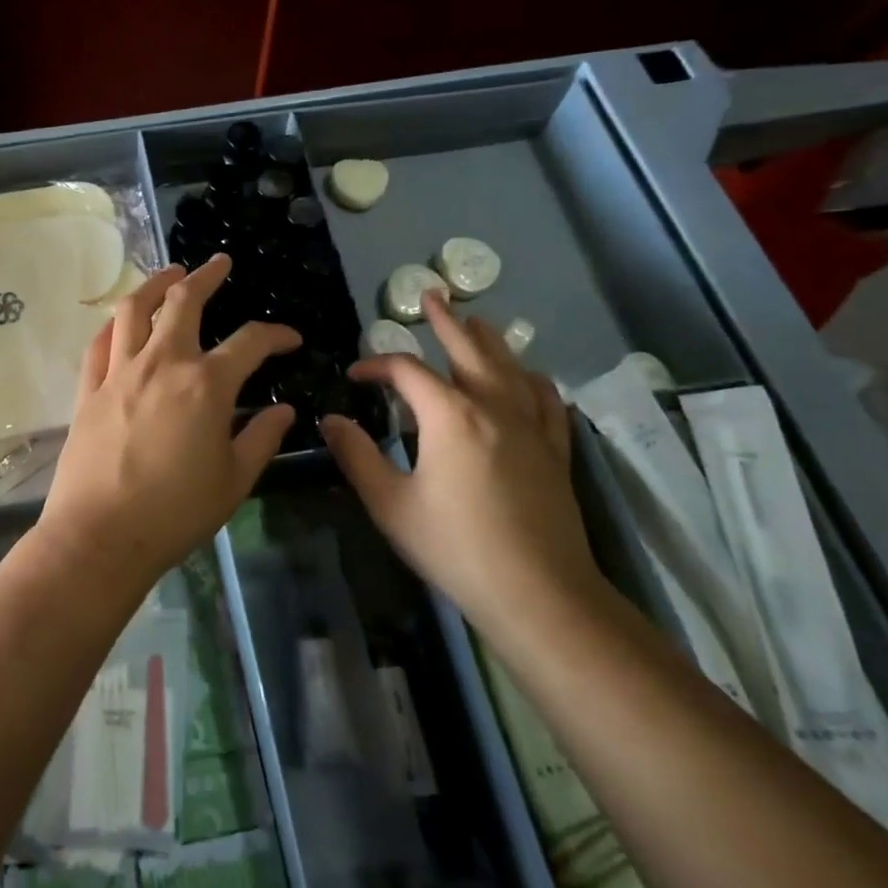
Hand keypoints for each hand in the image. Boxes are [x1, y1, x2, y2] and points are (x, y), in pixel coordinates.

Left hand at [39, 254, 300, 586]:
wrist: (100, 536)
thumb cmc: (176, 513)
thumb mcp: (234, 480)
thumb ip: (261, 438)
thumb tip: (283, 410)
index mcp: (206, 385)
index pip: (250, 342)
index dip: (275, 334)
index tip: (290, 339)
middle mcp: (162, 364)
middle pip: (183, 302)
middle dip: (206, 276)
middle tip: (219, 263)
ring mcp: (119, 373)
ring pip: (134, 310)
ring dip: (154, 284)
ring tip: (169, 273)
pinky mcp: (88, 390)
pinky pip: (99, 343)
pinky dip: (114, 324)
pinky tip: (122, 321)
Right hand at [319, 290, 600, 627]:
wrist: (538, 592)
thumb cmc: (454, 546)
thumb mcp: (390, 503)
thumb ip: (357, 456)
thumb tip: (332, 420)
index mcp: (450, 415)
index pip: (407, 372)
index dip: (376, 366)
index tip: (355, 376)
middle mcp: (494, 407)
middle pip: (468, 350)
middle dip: (446, 321)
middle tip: (433, 295)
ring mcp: (531, 427)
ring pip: (510, 367)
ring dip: (489, 340)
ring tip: (477, 321)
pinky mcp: (554, 451)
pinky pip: (545, 399)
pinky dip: (531, 379)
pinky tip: (528, 377)